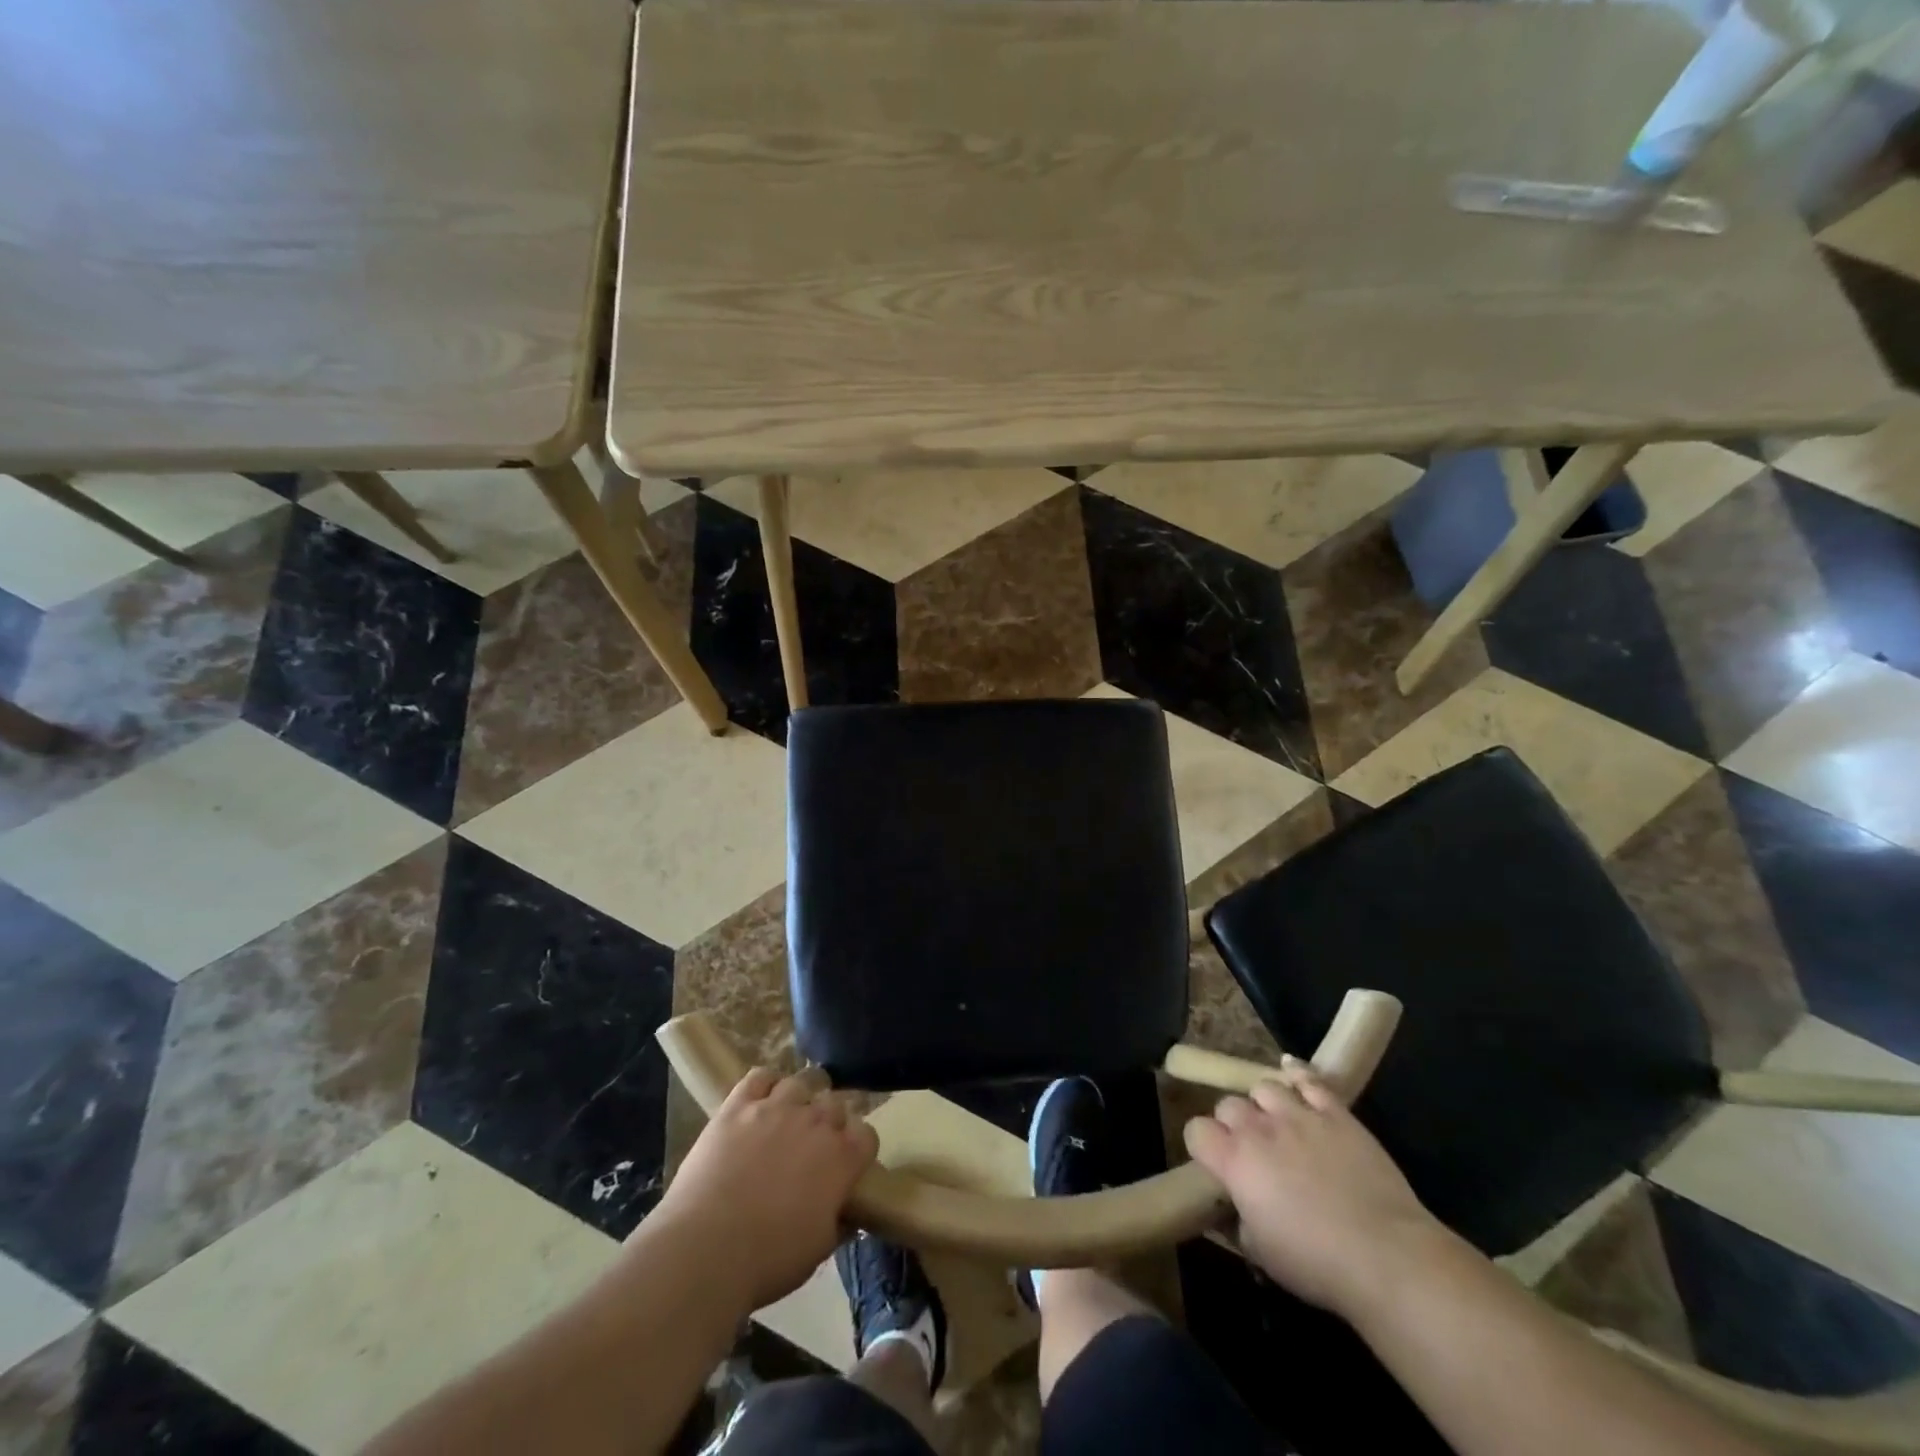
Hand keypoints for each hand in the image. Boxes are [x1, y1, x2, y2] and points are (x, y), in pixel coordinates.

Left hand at [653, 1068, 878, 1309]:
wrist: (706, 1248)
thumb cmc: (768, 1259)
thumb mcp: (818, 1249)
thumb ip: (837, 1220)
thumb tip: (845, 1211)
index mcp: (841, 1158)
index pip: (866, 1134)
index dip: (857, 1147)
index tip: (846, 1163)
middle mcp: (815, 1122)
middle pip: (834, 1103)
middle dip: (829, 1120)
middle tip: (813, 1145)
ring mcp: (776, 1108)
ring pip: (800, 1082)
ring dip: (800, 1097)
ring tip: (788, 1115)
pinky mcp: (738, 1105)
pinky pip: (759, 1076)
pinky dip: (765, 1083)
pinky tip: (760, 1100)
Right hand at [1184, 1058, 1447, 1318]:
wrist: (1387, 1257)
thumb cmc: (1317, 1264)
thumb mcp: (1261, 1254)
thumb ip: (1236, 1223)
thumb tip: (1230, 1210)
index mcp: (1234, 1161)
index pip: (1196, 1130)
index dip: (1203, 1145)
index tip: (1215, 1164)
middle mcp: (1259, 1128)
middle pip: (1228, 1104)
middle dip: (1233, 1124)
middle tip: (1251, 1151)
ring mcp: (1298, 1114)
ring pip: (1264, 1086)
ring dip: (1265, 1105)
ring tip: (1277, 1124)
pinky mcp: (1335, 1112)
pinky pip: (1308, 1078)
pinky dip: (1297, 1074)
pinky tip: (1293, 1075)